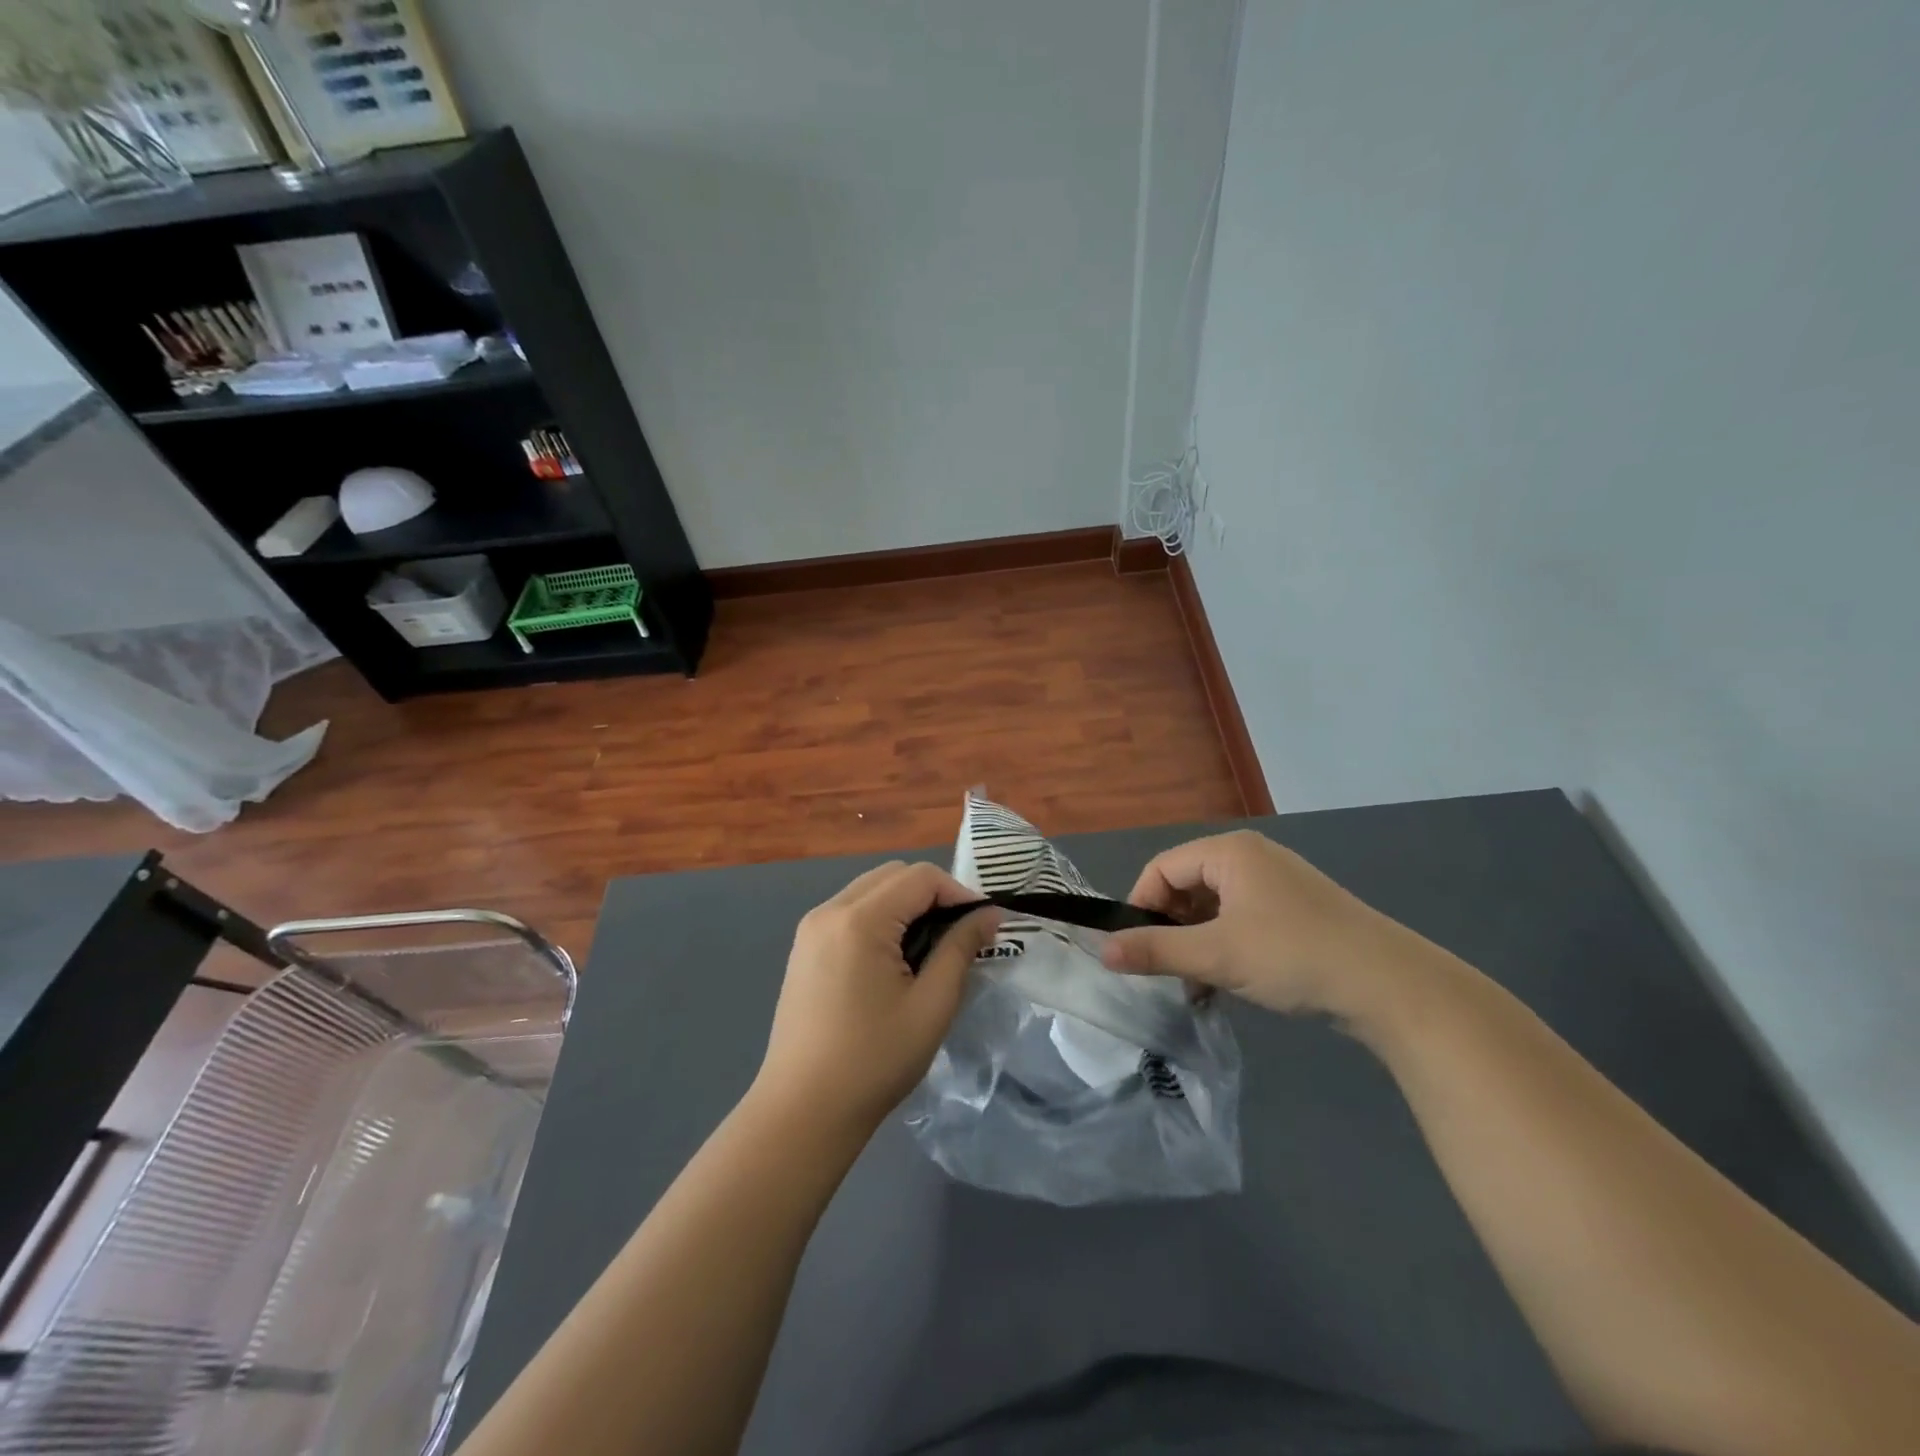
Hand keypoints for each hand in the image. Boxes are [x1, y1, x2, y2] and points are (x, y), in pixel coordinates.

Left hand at [755, 861, 1000, 1136]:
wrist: (803, 1112)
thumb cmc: (874, 1060)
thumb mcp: (931, 1005)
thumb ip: (960, 949)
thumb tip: (990, 914)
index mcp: (859, 920)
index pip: (920, 877)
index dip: (959, 893)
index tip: (984, 926)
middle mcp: (829, 911)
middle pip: (893, 874)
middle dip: (933, 894)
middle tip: (959, 935)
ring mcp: (811, 928)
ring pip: (870, 889)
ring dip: (906, 905)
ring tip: (931, 948)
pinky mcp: (804, 948)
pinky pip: (851, 911)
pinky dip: (881, 918)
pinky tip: (895, 959)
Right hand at [1100, 830, 1406, 1017]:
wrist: (1391, 986)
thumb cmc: (1293, 956)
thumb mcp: (1217, 956)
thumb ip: (1156, 951)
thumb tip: (1102, 950)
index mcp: (1230, 852)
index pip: (1163, 868)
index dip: (1141, 906)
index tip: (1134, 948)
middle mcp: (1252, 857)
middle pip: (1188, 885)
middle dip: (1171, 928)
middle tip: (1166, 970)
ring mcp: (1278, 883)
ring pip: (1215, 907)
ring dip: (1197, 943)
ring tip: (1196, 986)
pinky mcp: (1297, 911)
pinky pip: (1242, 920)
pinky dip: (1226, 946)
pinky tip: (1227, 984)